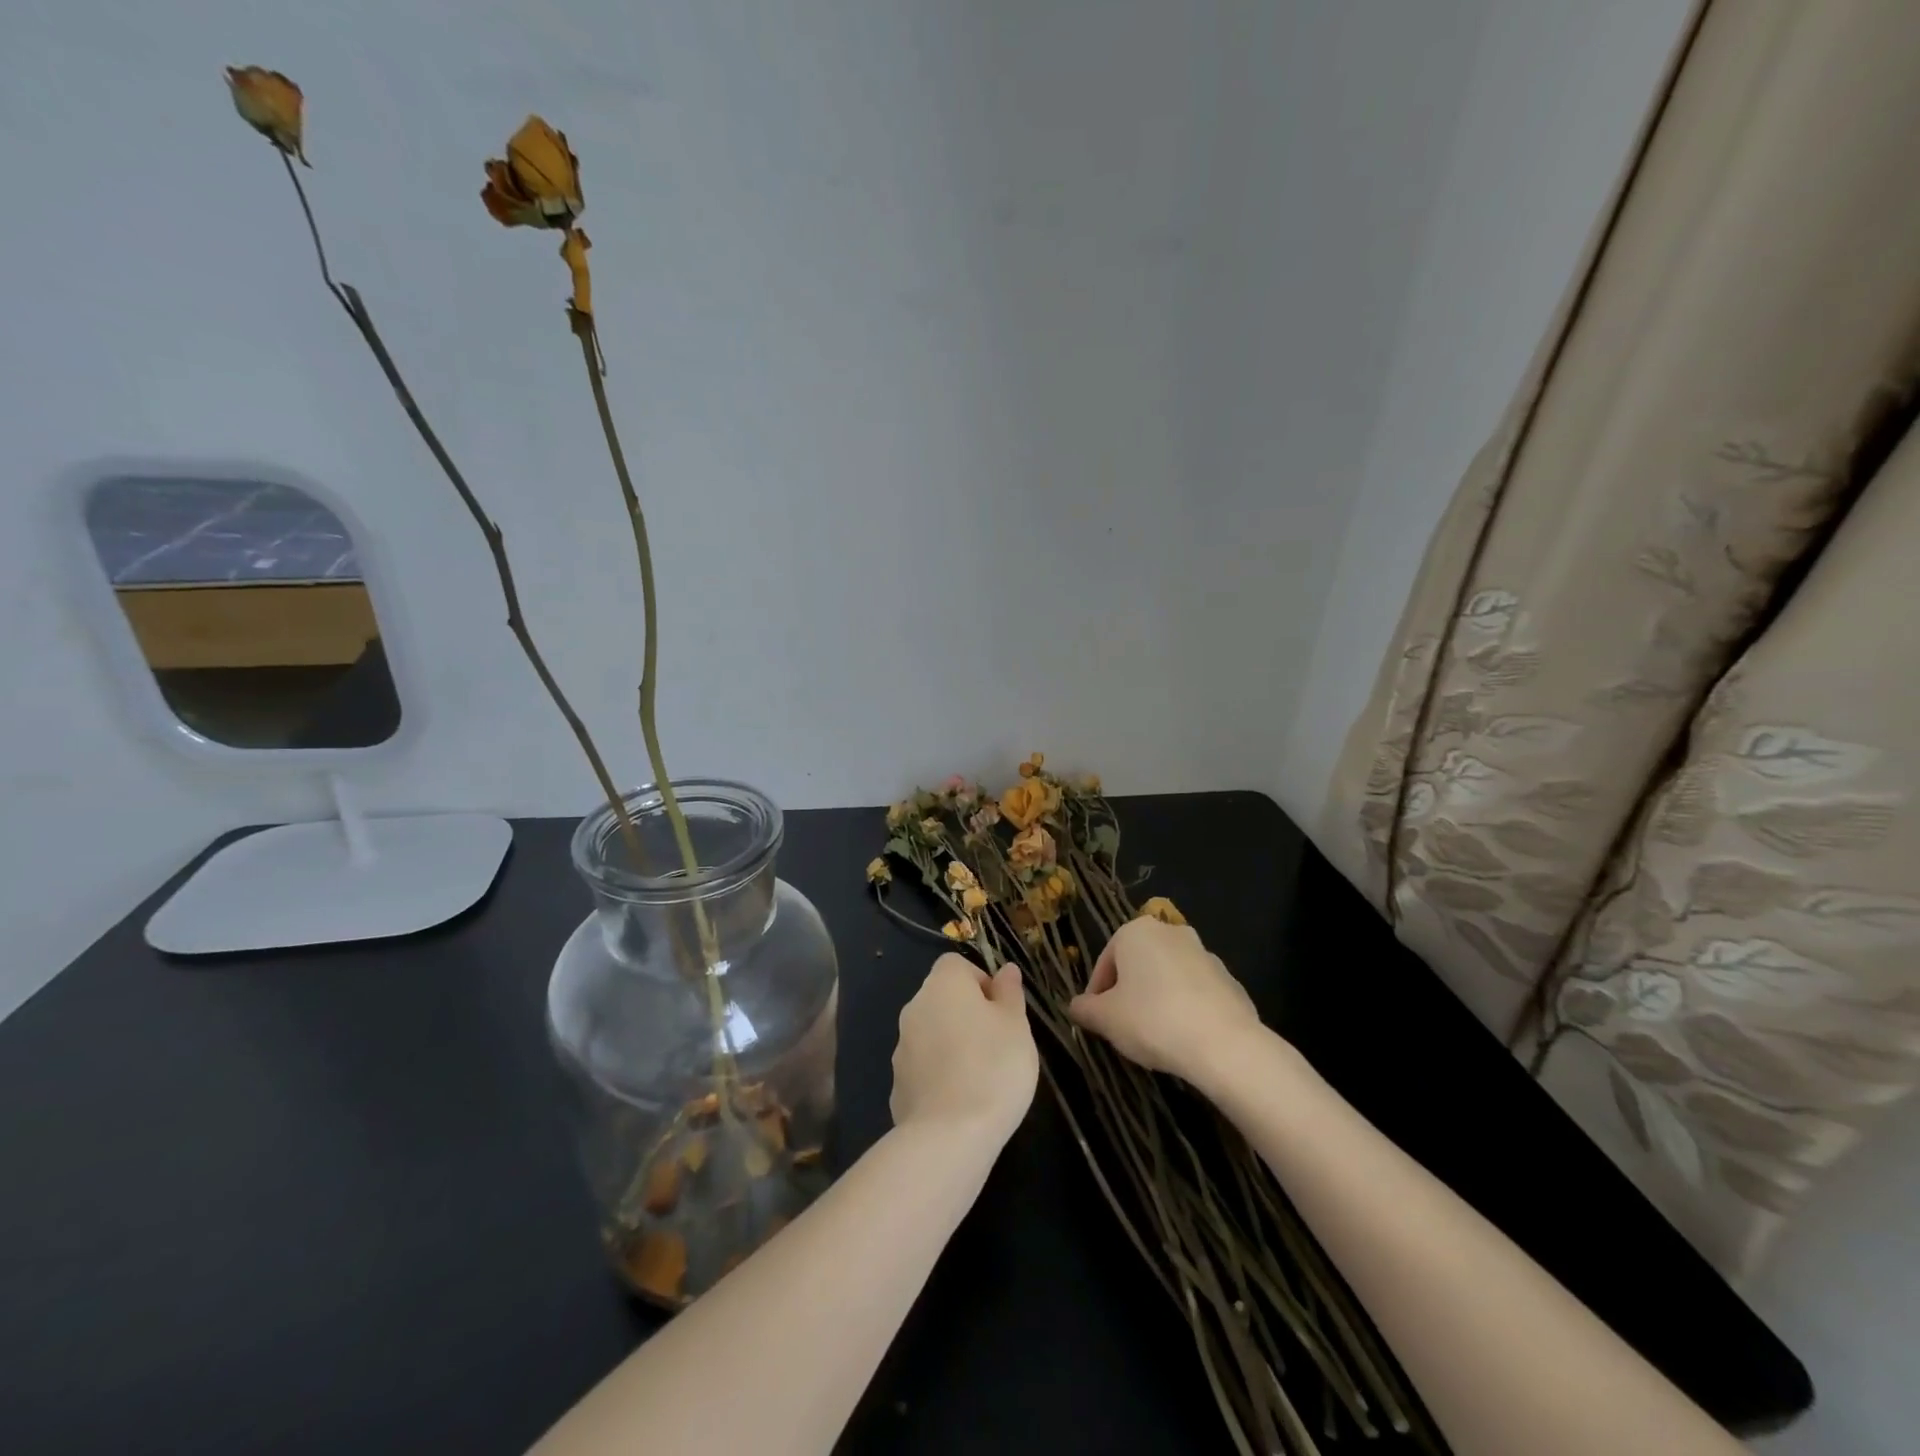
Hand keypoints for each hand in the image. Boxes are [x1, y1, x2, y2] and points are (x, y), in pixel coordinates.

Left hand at [890, 954, 1038, 1143]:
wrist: (950, 1135)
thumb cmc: (993, 1067)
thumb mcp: (1016, 1025)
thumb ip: (1009, 993)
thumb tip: (1005, 970)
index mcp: (943, 984)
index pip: (957, 965)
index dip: (981, 981)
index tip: (1002, 1011)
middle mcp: (915, 1007)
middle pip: (943, 998)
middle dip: (968, 1014)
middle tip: (998, 1044)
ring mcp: (901, 1046)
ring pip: (932, 1032)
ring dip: (953, 1044)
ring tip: (982, 1076)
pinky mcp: (897, 1083)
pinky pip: (924, 1067)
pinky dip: (940, 1074)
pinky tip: (961, 1100)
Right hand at [1068, 919, 1259, 1080]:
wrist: (1224, 1044)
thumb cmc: (1152, 1020)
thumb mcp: (1106, 1019)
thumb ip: (1085, 1009)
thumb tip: (1076, 1007)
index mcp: (1136, 931)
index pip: (1105, 962)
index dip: (1096, 994)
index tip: (1097, 1021)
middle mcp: (1171, 933)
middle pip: (1138, 965)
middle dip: (1128, 993)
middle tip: (1122, 1027)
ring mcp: (1205, 954)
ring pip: (1168, 977)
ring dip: (1157, 999)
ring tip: (1154, 1035)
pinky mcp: (1230, 980)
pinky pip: (1196, 993)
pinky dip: (1186, 1009)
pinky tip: (1184, 1037)